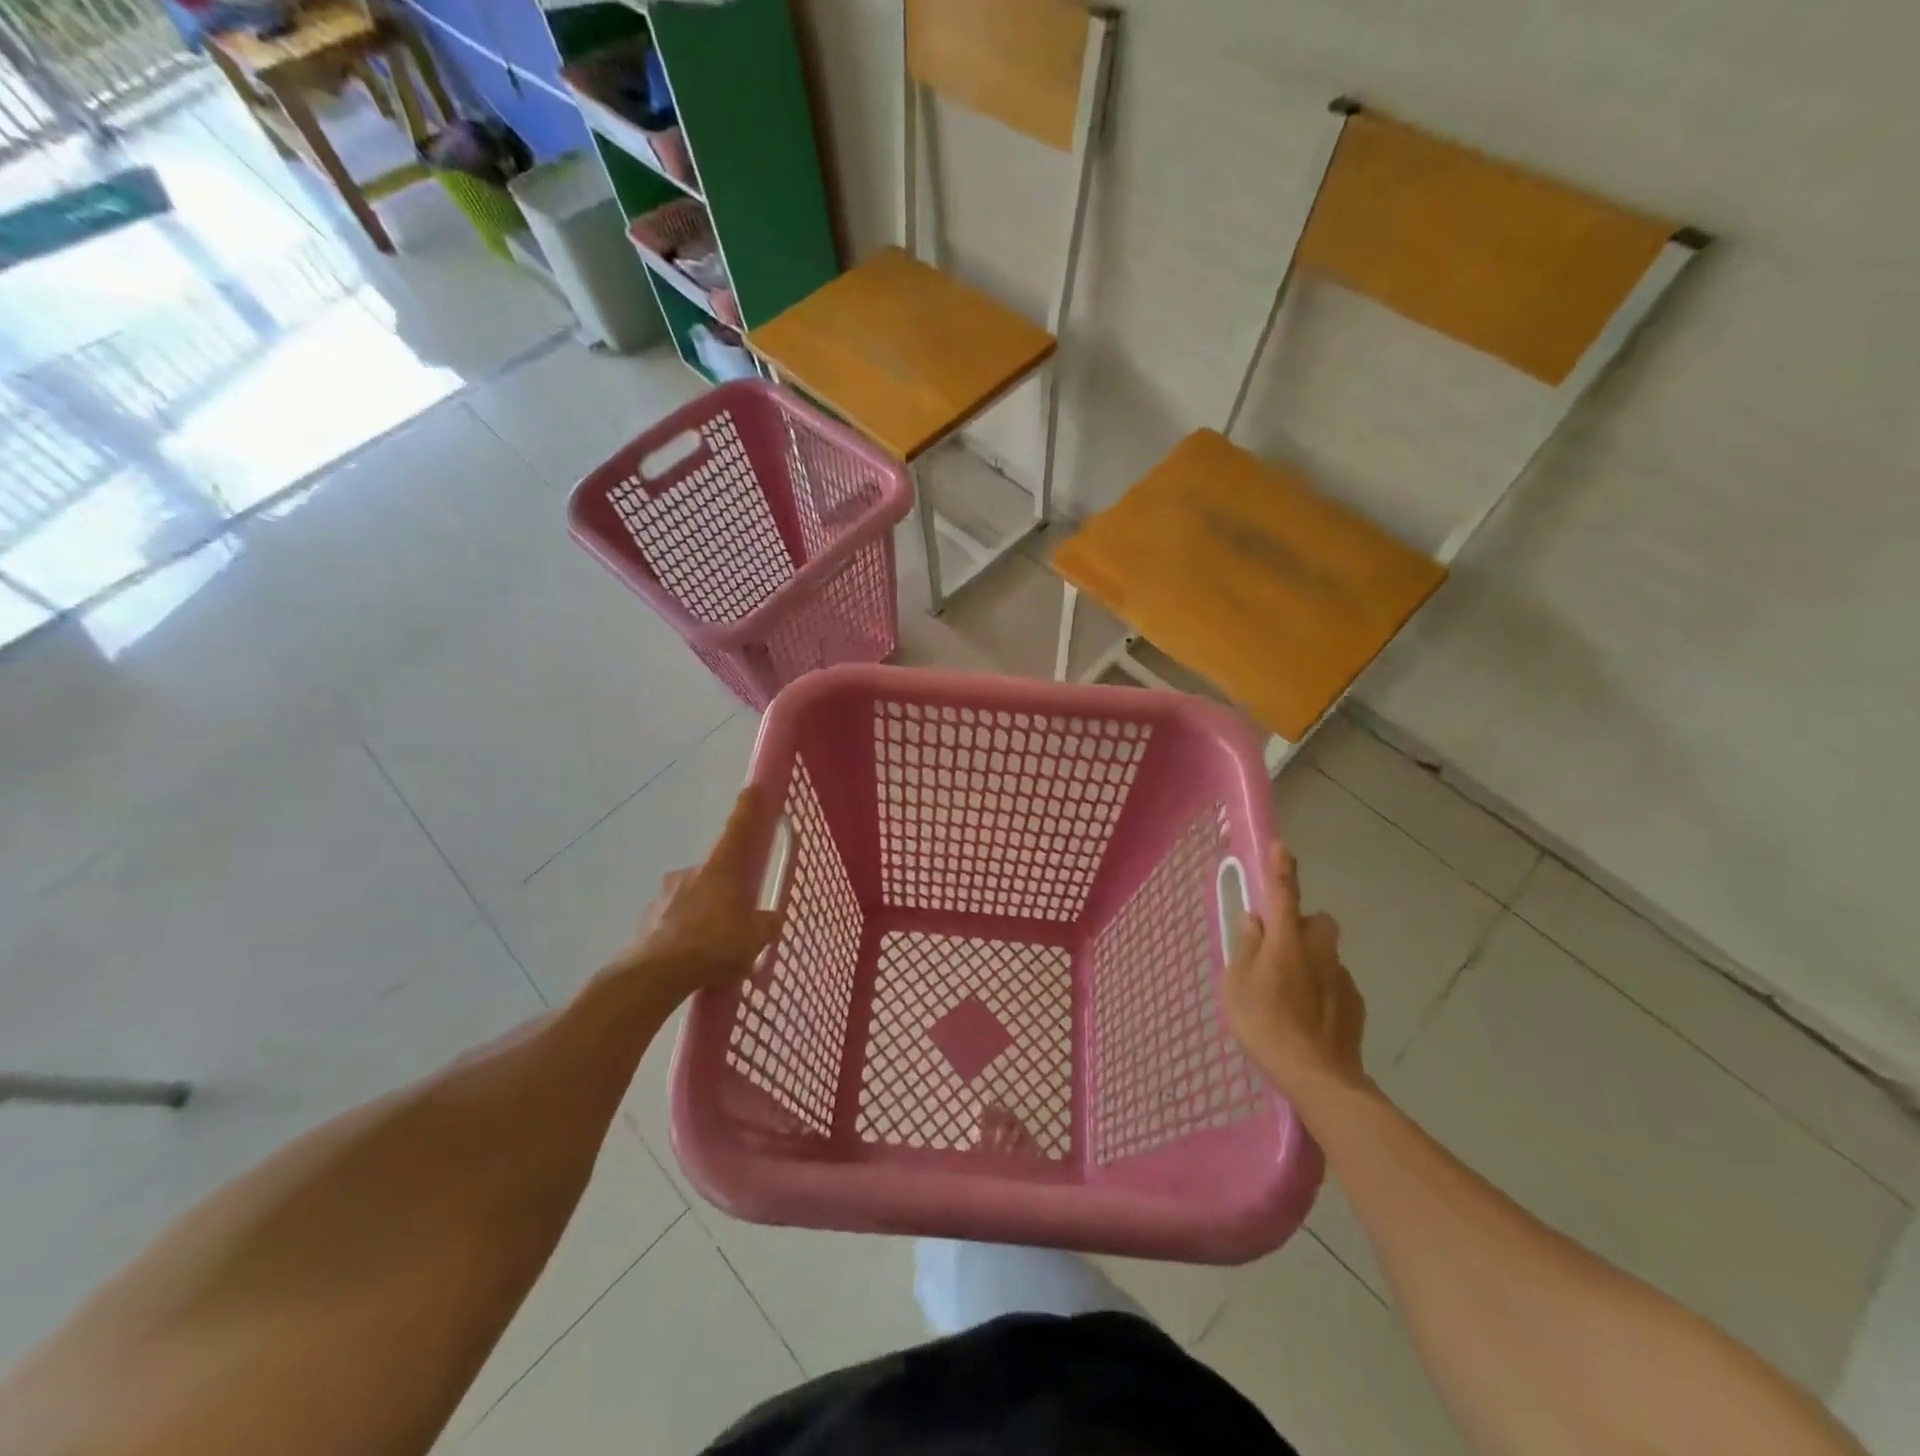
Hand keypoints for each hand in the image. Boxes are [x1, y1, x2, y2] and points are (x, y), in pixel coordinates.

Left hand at [610, 786, 784, 1005]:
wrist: (655, 975)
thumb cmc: (714, 945)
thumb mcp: (754, 939)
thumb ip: (765, 925)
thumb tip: (770, 919)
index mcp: (720, 869)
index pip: (737, 830)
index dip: (747, 809)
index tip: (751, 788)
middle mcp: (690, 873)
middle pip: (714, 872)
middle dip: (725, 889)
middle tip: (737, 916)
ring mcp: (664, 896)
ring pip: (691, 898)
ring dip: (703, 913)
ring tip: (713, 947)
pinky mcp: (646, 922)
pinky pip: (673, 922)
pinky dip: (683, 934)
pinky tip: (691, 960)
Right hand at [1224, 844, 1369, 1100]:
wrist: (1318, 1076)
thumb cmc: (1264, 1024)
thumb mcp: (1235, 985)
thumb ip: (1245, 947)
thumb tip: (1255, 921)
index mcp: (1286, 940)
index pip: (1284, 893)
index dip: (1281, 868)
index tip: (1282, 846)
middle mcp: (1318, 950)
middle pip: (1317, 922)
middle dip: (1302, 927)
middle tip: (1279, 950)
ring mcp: (1341, 977)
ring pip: (1326, 954)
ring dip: (1311, 960)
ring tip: (1290, 993)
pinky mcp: (1356, 1004)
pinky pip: (1335, 982)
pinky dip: (1323, 989)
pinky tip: (1309, 1016)